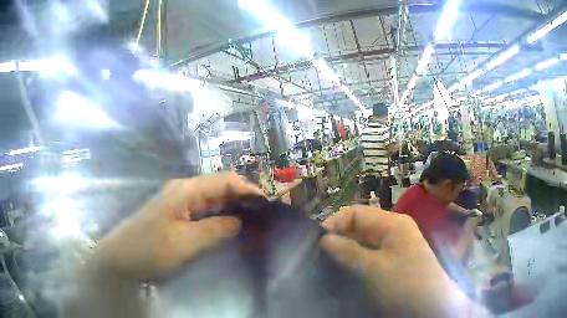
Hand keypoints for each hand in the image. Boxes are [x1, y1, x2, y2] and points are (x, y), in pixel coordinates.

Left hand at [92, 172, 262, 278]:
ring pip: (211, 200)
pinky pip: (202, 211)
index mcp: (185, 190)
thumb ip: (215, 230)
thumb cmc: (150, 248)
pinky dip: (217, 217)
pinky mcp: (175, 215)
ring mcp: (178, 202)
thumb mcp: (185, 243)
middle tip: (262, 215)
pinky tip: (227, 226)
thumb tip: (238, 221)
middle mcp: (183, 190)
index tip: (267, 203)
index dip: (247, 188)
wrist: (120, 257)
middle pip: (218, 187)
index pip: (224, 180)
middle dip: (241, 198)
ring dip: (231, 208)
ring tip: (251, 220)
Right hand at [320, 206, 490, 316]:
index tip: (316, 243)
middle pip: (360, 228)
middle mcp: (394, 231)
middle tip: (319, 257)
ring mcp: (395, 248)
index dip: (335, 223)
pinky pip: (370, 257)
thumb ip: (347, 251)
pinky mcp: (393, 264)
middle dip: (339, 239)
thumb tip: (323, 239)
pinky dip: (356, 263)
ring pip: (363, 244)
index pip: (356, 213)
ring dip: (346, 253)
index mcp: (392, 223)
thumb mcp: (373, 268)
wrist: (430, 306)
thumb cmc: (404, 283)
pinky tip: (344, 274)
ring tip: (327, 266)